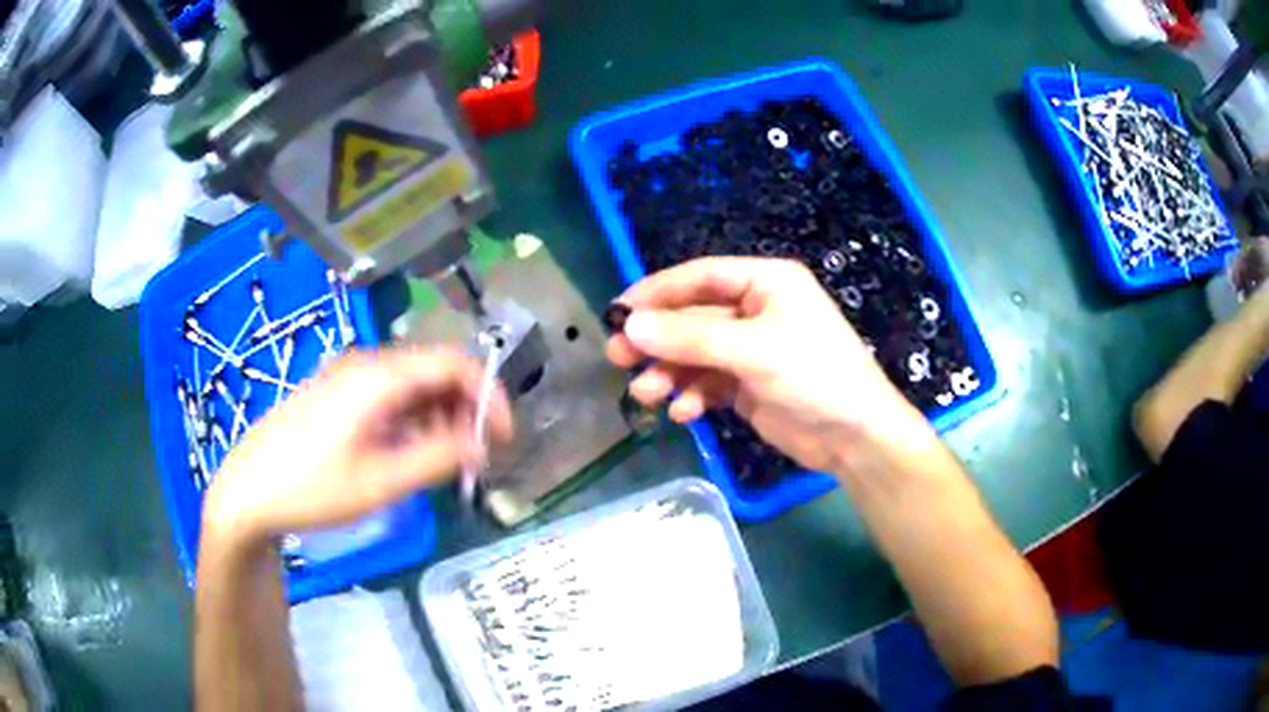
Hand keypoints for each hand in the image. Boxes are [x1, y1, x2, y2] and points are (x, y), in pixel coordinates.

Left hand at [203, 347, 512, 544]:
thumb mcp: (381, 482)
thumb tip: (482, 446)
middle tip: (477, 456)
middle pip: (434, 370)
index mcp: (379, 376)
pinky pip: (389, 395)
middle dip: (466, 409)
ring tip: (446, 459)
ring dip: (440, 415)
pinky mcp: (337, 394)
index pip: (454, 364)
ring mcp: (348, 377)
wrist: (248, 490)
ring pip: (412, 383)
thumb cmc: (312, 488)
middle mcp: (366, 364)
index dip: (490, 395)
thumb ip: (436, 458)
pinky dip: (413, 418)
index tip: (505, 438)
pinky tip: (409, 450)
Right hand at [607, 257, 924, 473]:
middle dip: (657, 340)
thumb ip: (690, 338)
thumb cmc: (814, 375)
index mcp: (765, 283)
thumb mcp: (753, 350)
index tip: (618, 312)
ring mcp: (751, 350)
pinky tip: (685, 413)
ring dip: (669, 373)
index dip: (657, 292)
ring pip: (695, 354)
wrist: (855, 437)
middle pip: (693, 318)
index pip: (700, 277)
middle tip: (616, 358)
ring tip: (646, 395)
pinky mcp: (748, 385)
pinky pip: (708, 383)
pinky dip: (692, 396)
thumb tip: (629, 326)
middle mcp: (756, 310)